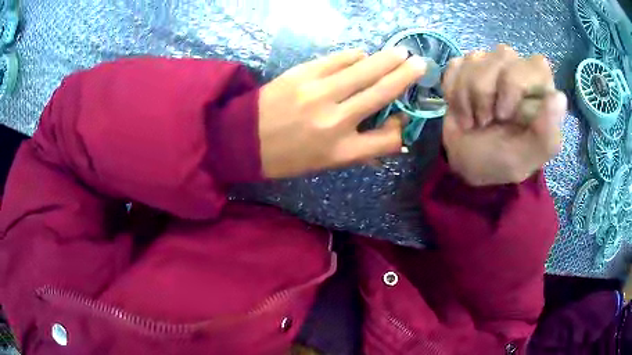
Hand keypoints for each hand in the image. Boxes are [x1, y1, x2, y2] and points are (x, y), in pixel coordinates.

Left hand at [258, 48, 426, 177]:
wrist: (243, 139)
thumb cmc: (286, 157)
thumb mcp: (324, 164)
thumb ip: (358, 150)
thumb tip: (389, 133)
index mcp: (341, 151)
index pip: (388, 139)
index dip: (402, 127)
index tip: (404, 117)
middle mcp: (335, 120)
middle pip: (382, 92)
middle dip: (405, 76)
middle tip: (421, 63)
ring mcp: (319, 93)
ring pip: (364, 70)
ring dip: (386, 59)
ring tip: (400, 52)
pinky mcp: (302, 74)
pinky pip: (338, 60)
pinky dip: (354, 56)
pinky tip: (363, 55)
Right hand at [441, 44, 566, 185]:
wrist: (464, 162)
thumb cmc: (499, 161)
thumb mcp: (525, 158)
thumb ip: (546, 134)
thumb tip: (559, 97)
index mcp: (540, 92)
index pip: (536, 65)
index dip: (515, 84)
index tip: (503, 115)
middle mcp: (519, 71)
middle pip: (502, 57)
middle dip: (485, 92)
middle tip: (485, 122)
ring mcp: (491, 64)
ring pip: (475, 58)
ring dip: (466, 96)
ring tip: (473, 120)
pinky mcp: (466, 66)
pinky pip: (456, 65)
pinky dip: (453, 91)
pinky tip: (461, 108)